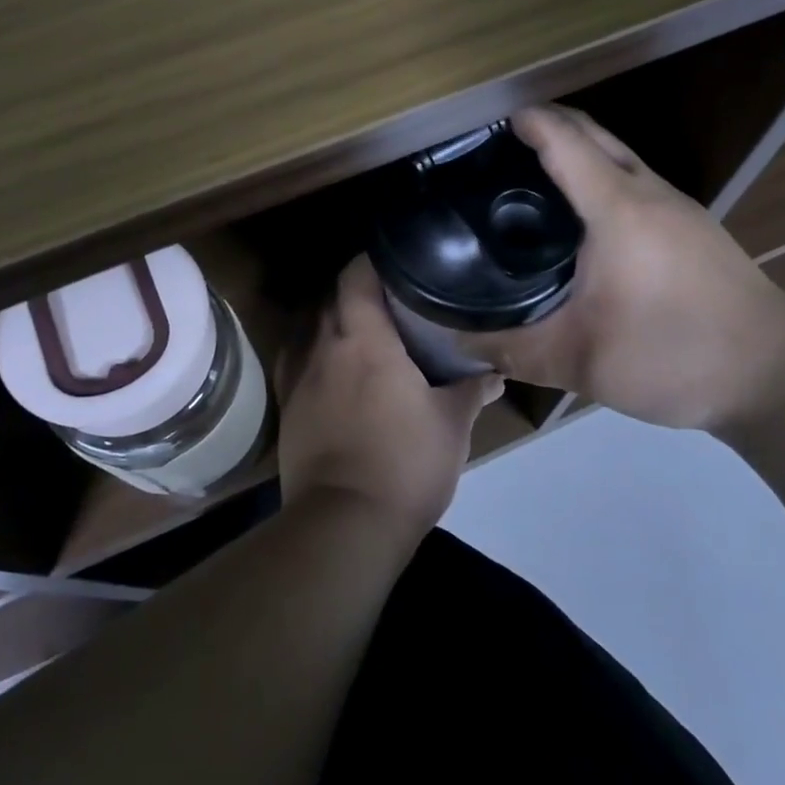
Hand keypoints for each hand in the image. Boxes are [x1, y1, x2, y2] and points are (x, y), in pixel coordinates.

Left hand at [277, 256, 504, 539]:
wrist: (345, 524)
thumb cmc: (405, 463)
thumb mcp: (452, 425)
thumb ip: (472, 390)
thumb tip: (497, 373)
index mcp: (363, 339)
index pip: (355, 276)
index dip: (372, 261)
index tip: (397, 260)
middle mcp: (323, 347)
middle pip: (331, 297)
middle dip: (356, 289)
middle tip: (391, 295)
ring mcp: (299, 377)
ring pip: (310, 327)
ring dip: (332, 319)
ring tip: (363, 327)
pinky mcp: (288, 407)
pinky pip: (297, 361)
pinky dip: (314, 352)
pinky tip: (332, 365)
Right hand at [459, 105, 784, 433]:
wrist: (777, 375)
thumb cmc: (674, 356)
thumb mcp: (581, 362)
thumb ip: (512, 350)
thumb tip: (459, 343)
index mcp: (618, 209)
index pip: (565, 142)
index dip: (526, 122)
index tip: (487, 121)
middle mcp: (650, 192)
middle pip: (594, 134)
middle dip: (548, 124)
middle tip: (500, 144)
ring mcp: (679, 207)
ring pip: (620, 155)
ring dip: (578, 149)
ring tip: (532, 174)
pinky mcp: (694, 227)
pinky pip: (636, 180)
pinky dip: (601, 176)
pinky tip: (583, 216)